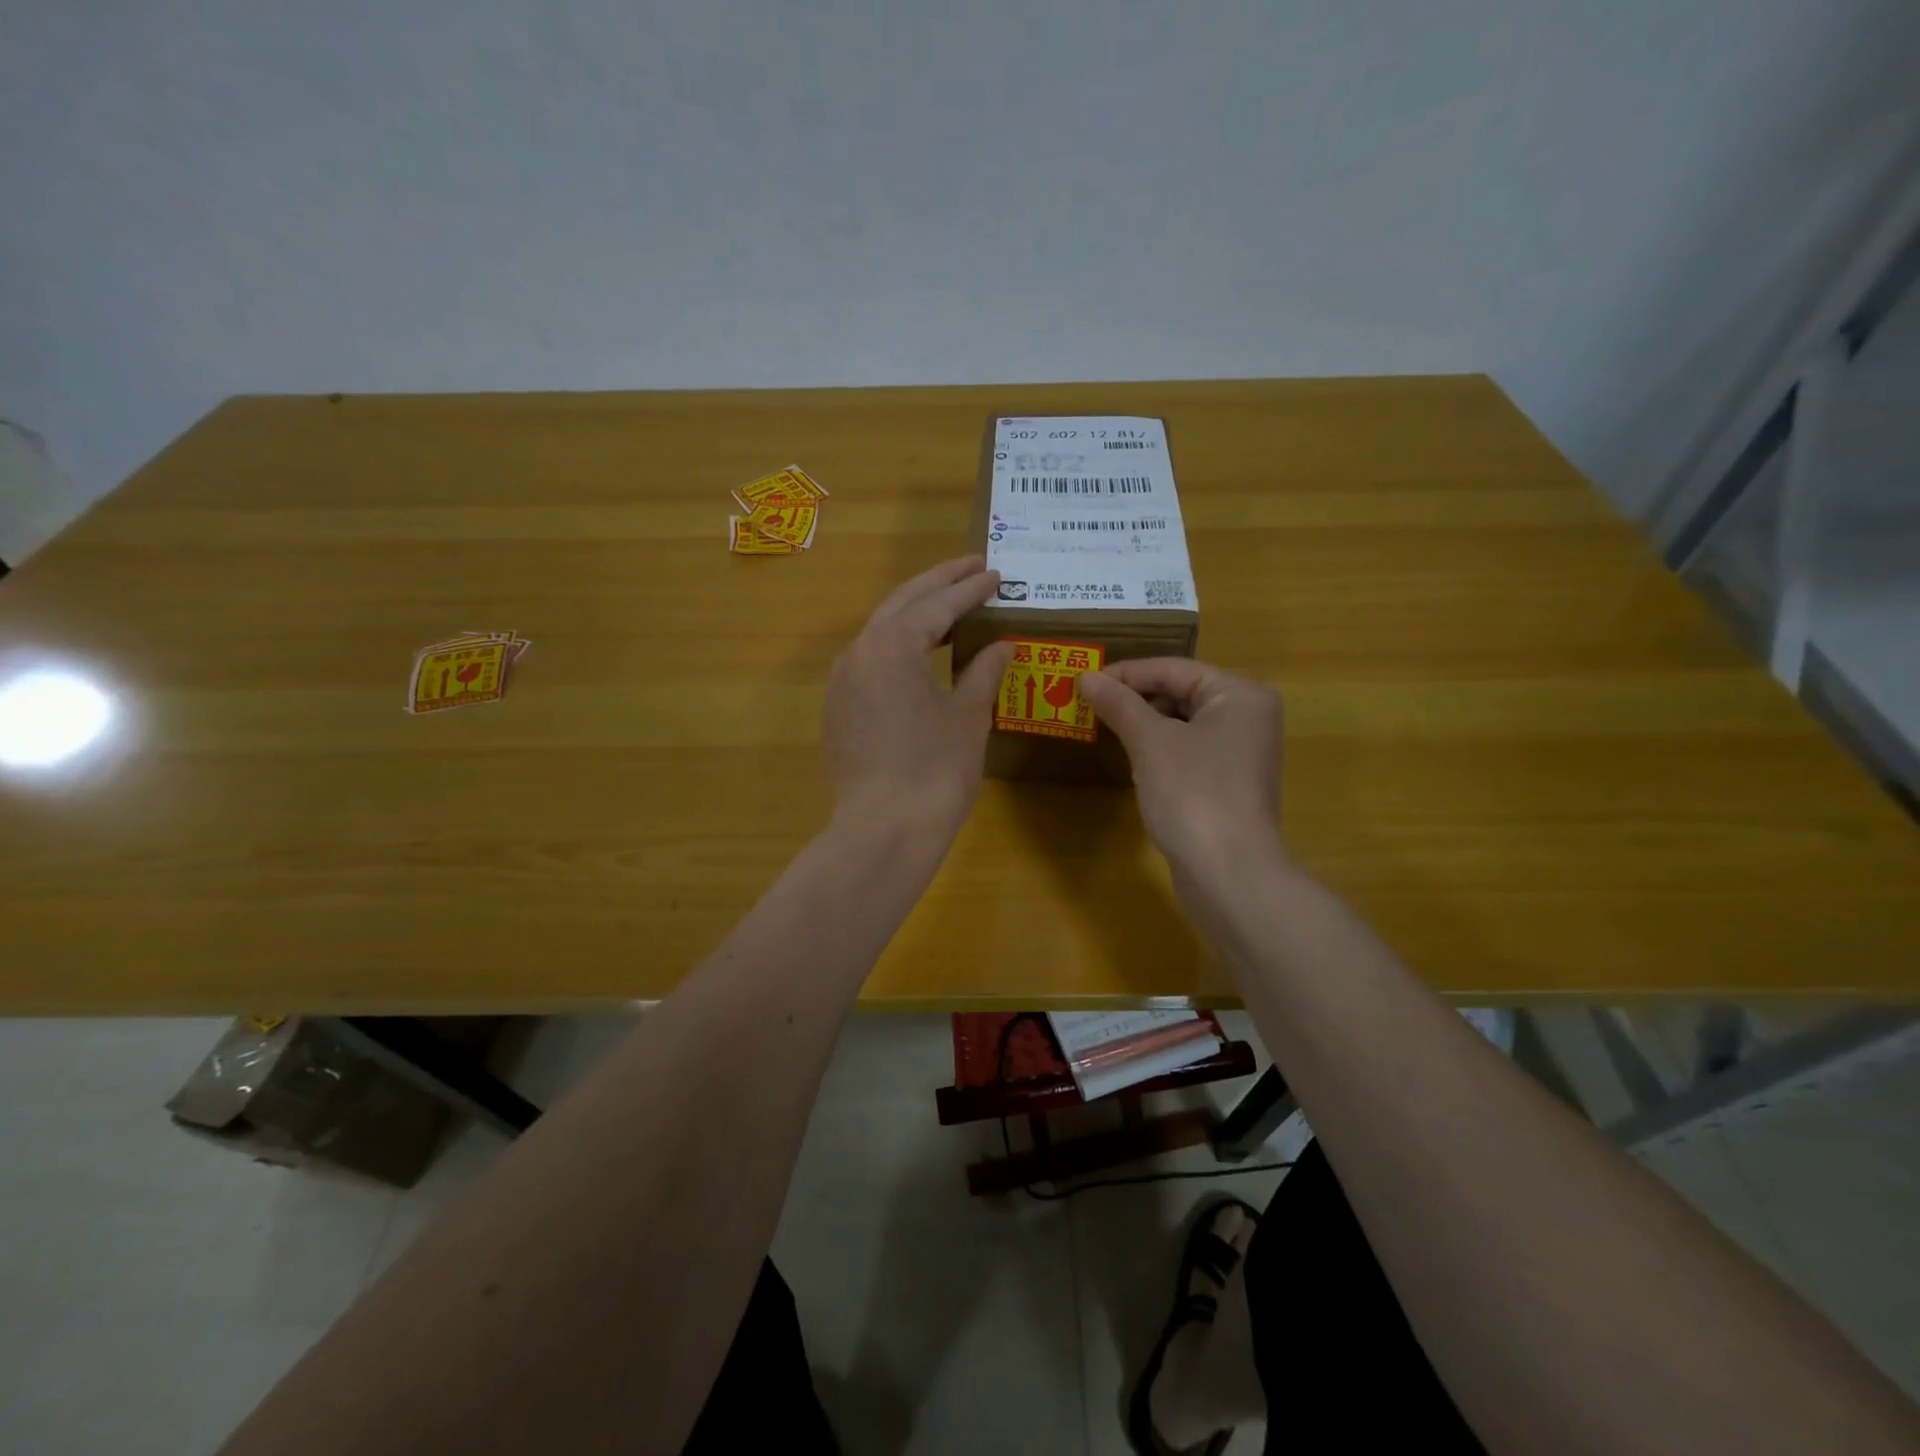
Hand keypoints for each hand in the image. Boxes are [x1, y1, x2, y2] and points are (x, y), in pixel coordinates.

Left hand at [824, 556, 1014, 842]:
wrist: (883, 831)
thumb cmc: (935, 771)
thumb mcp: (968, 717)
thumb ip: (984, 672)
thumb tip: (1002, 646)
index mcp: (892, 645)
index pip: (936, 605)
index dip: (969, 588)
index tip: (996, 574)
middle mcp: (859, 652)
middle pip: (902, 604)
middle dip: (938, 583)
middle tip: (972, 567)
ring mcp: (843, 680)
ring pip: (881, 630)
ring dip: (916, 612)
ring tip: (952, 604)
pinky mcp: (839, 707)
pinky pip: (871, 659)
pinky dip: (899, 644)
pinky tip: (920, 652)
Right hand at [1077, 659, 1285, 875]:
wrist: (1228, 872)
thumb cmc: (1193, 794)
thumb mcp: (1150, 742)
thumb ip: (1119, 704)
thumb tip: (1086, 677)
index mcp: (1239, 694)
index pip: (1174, 669)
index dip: (1126, 673)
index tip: (1083, 680)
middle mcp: (1248, 716)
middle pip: (1181, 692)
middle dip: (1135, 698)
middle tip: (1090, 705)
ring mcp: (1242, 752)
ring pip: (1183, 722)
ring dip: (1145, 723)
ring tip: (1105, 727)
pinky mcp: (1230, 782)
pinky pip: (1189, 749)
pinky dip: (1160, 748)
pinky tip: (1133, 758)